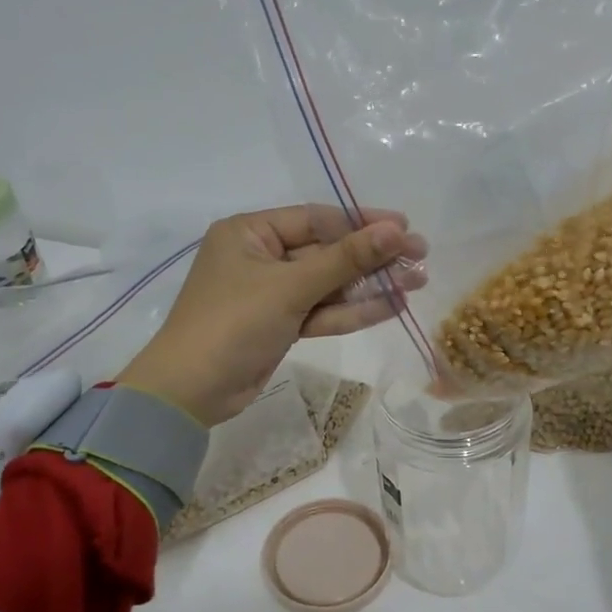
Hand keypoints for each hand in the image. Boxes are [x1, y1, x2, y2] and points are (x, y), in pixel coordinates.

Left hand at [117, 205, 427, 425]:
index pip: (316, 219)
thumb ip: (345, 259)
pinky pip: (321, 311)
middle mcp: (260, 257)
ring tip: (418, 281)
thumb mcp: (290, 287)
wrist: (191, 392)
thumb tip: (396, 230)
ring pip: (328, 284)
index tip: (404, 228)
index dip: (362, 222)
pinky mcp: (280, 325)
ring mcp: (271, 294)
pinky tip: (392, 305)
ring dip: (369, 285)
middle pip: (326, 252)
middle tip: (421, 256)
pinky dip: (352, 310)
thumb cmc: (232, 324)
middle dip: (372, 257)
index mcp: (250, 233)